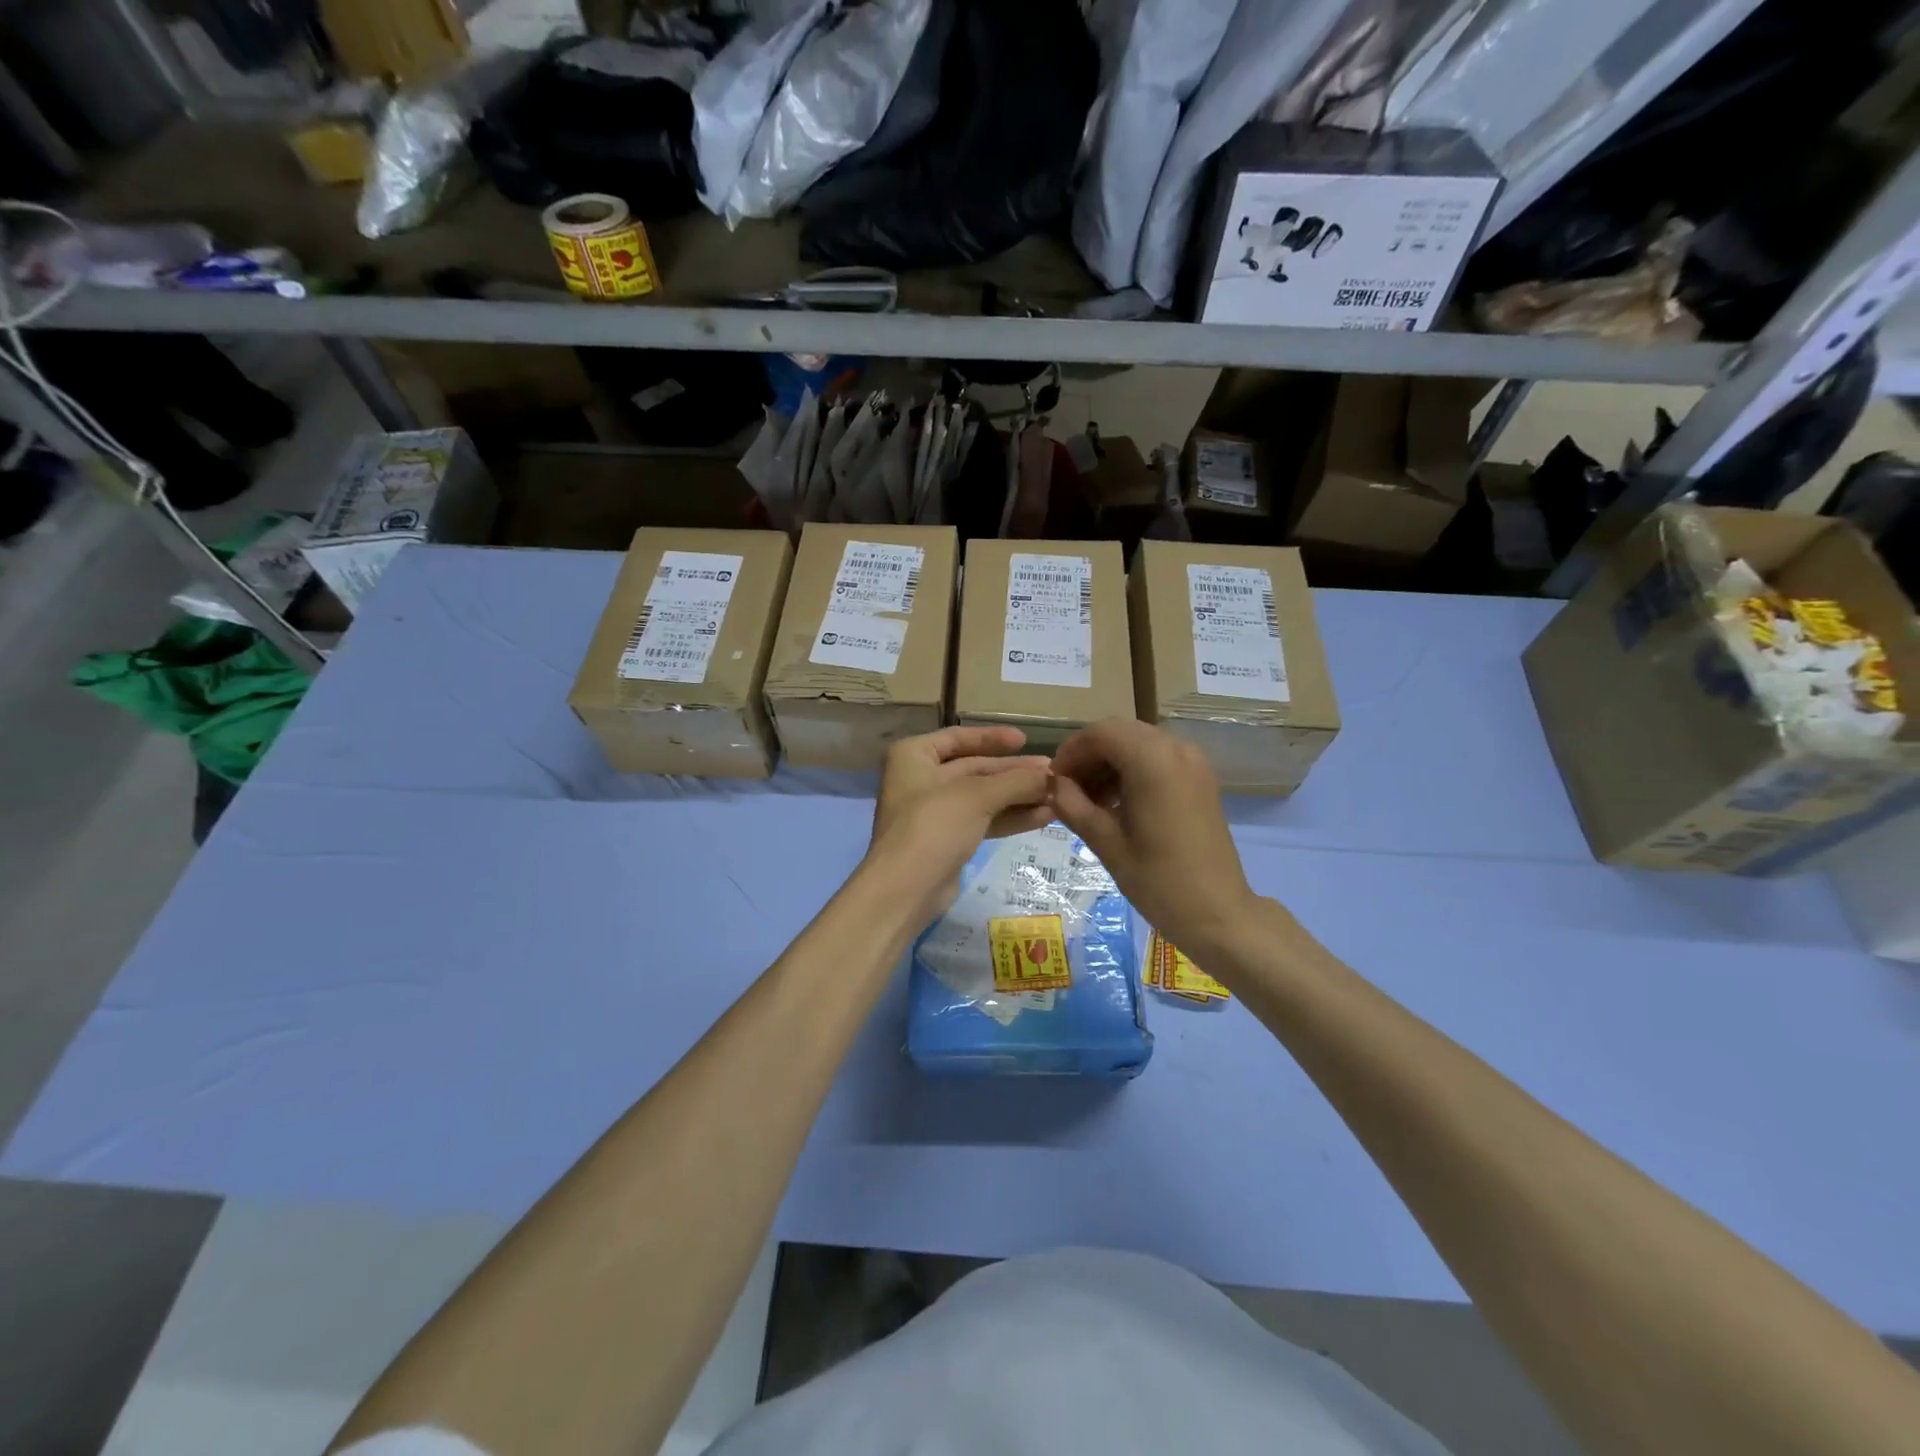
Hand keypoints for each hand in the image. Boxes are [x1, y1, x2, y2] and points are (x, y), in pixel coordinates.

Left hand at [866, 726, 1053, 924]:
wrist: (906, 889)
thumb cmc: (933, 826)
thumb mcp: (977, 796)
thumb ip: (1016, 782)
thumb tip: (1053, 776)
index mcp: (914, 755)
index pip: (959, 737)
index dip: (992, 738)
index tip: (1025, 740)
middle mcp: (921, 779)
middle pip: (975, 768)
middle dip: (1014, 772)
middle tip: (1053, 773)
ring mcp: (934, 812)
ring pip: (983, 797)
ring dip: (1018, 796)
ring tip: (1057, 796)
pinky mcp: (948, 840)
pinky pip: (983, 821)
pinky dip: (1010, 817)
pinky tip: (1043, 816)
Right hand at [1052, 718, 1257, 960]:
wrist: (1218, 913)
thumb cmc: (1158, 881)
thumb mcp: (1107, 844)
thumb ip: (1074, 806)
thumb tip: (1053, 785)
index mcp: (1152, 761)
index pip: (1100, 733)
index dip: (1071, 751)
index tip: (1053, 781)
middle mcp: (1176, 749)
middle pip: (1119, 732)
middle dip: (1089, 755)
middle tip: (1067, 790)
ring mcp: (1193, 762)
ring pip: (1138, 742)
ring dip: (1110, 761)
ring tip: (1089, 800)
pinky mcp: (1200, 778)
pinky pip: (1158, 757)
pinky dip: (1132, 768)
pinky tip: (1118, 802)